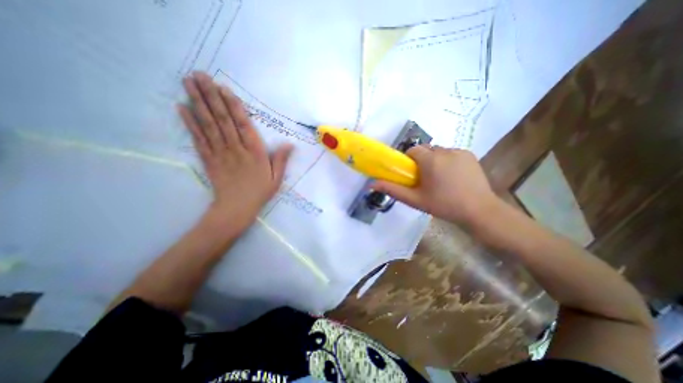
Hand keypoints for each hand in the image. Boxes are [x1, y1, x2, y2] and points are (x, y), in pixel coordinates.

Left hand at [177, 72, 292, 232]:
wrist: (237, 208)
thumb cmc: (260, 192)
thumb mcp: (276, 178)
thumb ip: (281, 160)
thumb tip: (290, 144)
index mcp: (255, 152)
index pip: (244, 125)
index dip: (233, 106)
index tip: (223, 88)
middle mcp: (236, 149)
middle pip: (222, 120)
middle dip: (211, 96)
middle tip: (200, 75)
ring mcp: (220, 153)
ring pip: (209, 125)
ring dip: (198, 103)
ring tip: (188, 83)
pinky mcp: (208, 159)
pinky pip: (198, 139)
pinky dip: (189, 123)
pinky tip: (182, 108)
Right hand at [373, 145, 500, 223]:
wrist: (479, 210)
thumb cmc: (444, 205)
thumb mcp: (415, 200)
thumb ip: (393, 190)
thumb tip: (372, 184)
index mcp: (430, 159)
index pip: (413, 150)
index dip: (409, 160)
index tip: (411, 174)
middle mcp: (445, 150)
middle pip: (425, 149)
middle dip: (421, 160)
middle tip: (424, 178)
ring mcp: (459, 151)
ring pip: (438, 151)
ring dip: (435, 160)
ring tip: (440, 178)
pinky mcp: (470, 154)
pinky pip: (451, 153)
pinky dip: (447, 160)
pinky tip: (453, 176)